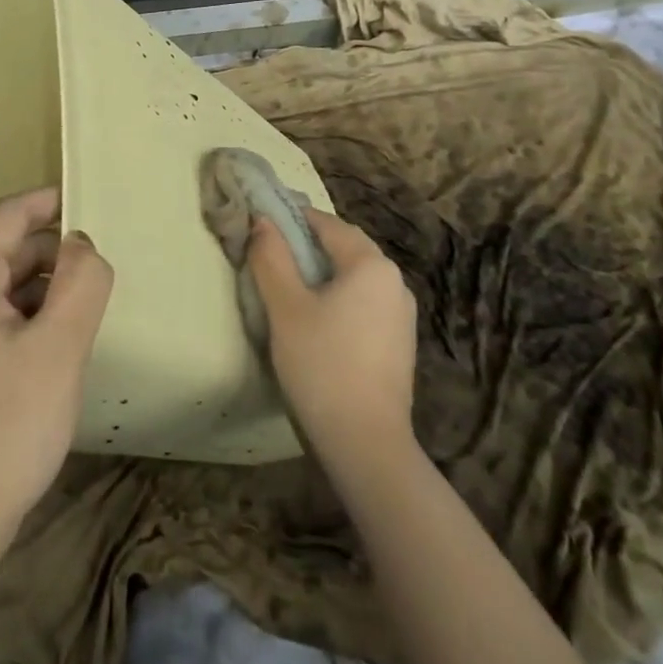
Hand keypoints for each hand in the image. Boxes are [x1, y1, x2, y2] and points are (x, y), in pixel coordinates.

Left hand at [0, 187, 113, 569]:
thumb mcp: (58, 350)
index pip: (8, 217)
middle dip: (52, 255)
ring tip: (84, 308)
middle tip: (101, 271)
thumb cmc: (3, 431)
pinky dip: (20, 318)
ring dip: (40, 290)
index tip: (92, 198)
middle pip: (1, 251)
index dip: (51, 203)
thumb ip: (81, 283)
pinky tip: (52, 342)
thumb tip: (82, 244)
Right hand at [249, 209, 416, 463]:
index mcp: (371, 264)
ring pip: (354, 277)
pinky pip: (364, 303)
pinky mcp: (399, 343)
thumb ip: (271, 258)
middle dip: (307, 246)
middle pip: (344, 247)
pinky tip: (316, 321)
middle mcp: (394, 280)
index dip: (291, 219)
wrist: (366, 444)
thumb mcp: (285, 307)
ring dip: (323, 274)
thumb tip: (262, 222)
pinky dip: (339, 299)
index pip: (326, 223)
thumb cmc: (322, 364)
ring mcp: (401, 314)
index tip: (260, 225)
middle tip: (269, 256)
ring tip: (287, 288)